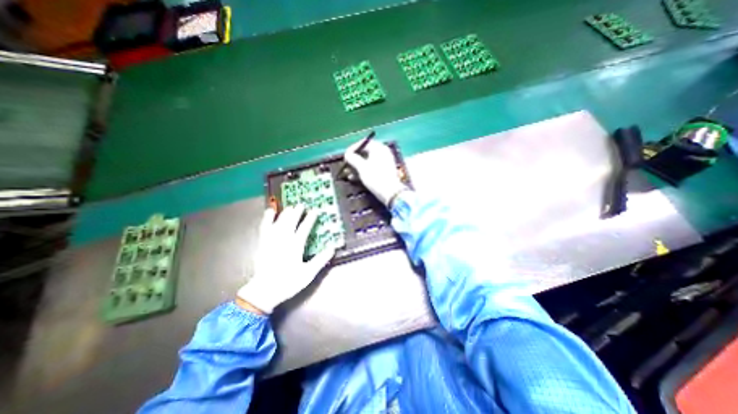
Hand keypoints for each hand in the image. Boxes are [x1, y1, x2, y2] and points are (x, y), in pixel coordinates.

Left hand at [238, 205, 335, 314]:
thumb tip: (332, 248)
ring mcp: (271, 241)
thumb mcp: (308, 274)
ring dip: (285, 214)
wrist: (264, 291)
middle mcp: (283, 241)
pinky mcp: (262, 244)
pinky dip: (267, 219)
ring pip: (278, 223)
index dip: (310, 219)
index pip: (304, 229)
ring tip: (290, 207)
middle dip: (297, 212)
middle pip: (290, 222)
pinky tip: (269, 212)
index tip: (315, 211)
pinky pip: (264, 228)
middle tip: (301, 205)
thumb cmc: (288, 283)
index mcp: (295, 247)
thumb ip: (320, 260)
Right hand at [344, 139, 406, 204]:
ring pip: (367, 161)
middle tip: (346, 165)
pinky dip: (363, 171)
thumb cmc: (376, 177)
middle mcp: (383, 153)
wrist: (390, 193)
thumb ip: (353, 158)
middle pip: (365, 152)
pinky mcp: (384, 172)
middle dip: (354, 159)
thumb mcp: (362, 167)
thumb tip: (347, 154)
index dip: (353, 148)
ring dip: (357, 167)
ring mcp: (384, 162)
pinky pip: (372, 168)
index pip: (364, 143)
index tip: (346, 155)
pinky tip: (355, 178)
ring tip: (348, 173)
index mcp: (379, 148)